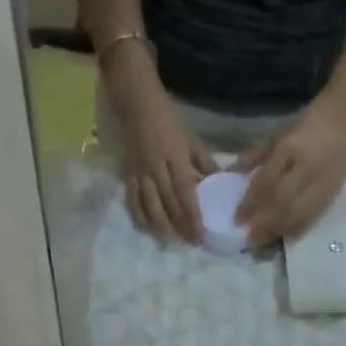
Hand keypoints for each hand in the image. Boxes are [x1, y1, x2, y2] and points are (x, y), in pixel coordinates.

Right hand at [105, 51, 214, 242]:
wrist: (135, 101)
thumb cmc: (169, 118)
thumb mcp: (192, 139)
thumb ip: (204, 164)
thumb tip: (218, 185)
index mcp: (175, 157)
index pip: (185, 193)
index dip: (192, 216)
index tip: (201, 234)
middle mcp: (156, 168)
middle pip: (168, 203)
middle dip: (180, 226)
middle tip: (191, 244)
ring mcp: (139, 172)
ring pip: (149, 205)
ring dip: (160, 226)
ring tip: (170, 242)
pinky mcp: (127, 173)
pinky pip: (131, 199)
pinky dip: (139, 216)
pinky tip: (146, 229)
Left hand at [235, 85, 345, 245]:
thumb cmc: (312, 119)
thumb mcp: (282, 131)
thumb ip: (258, 153)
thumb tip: (235, 172)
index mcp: (290, 148)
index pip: (266, 182)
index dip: (250, 203)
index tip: (237, 219)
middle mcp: (306, 168)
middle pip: (282, 203)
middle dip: (263, 223)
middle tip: (248, 239)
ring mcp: (322, 182)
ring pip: (298, 212)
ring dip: (279, 229)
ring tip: (263, 242)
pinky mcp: (334, 190)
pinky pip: (314, 213)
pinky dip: (298, 226)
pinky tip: (286, 235)